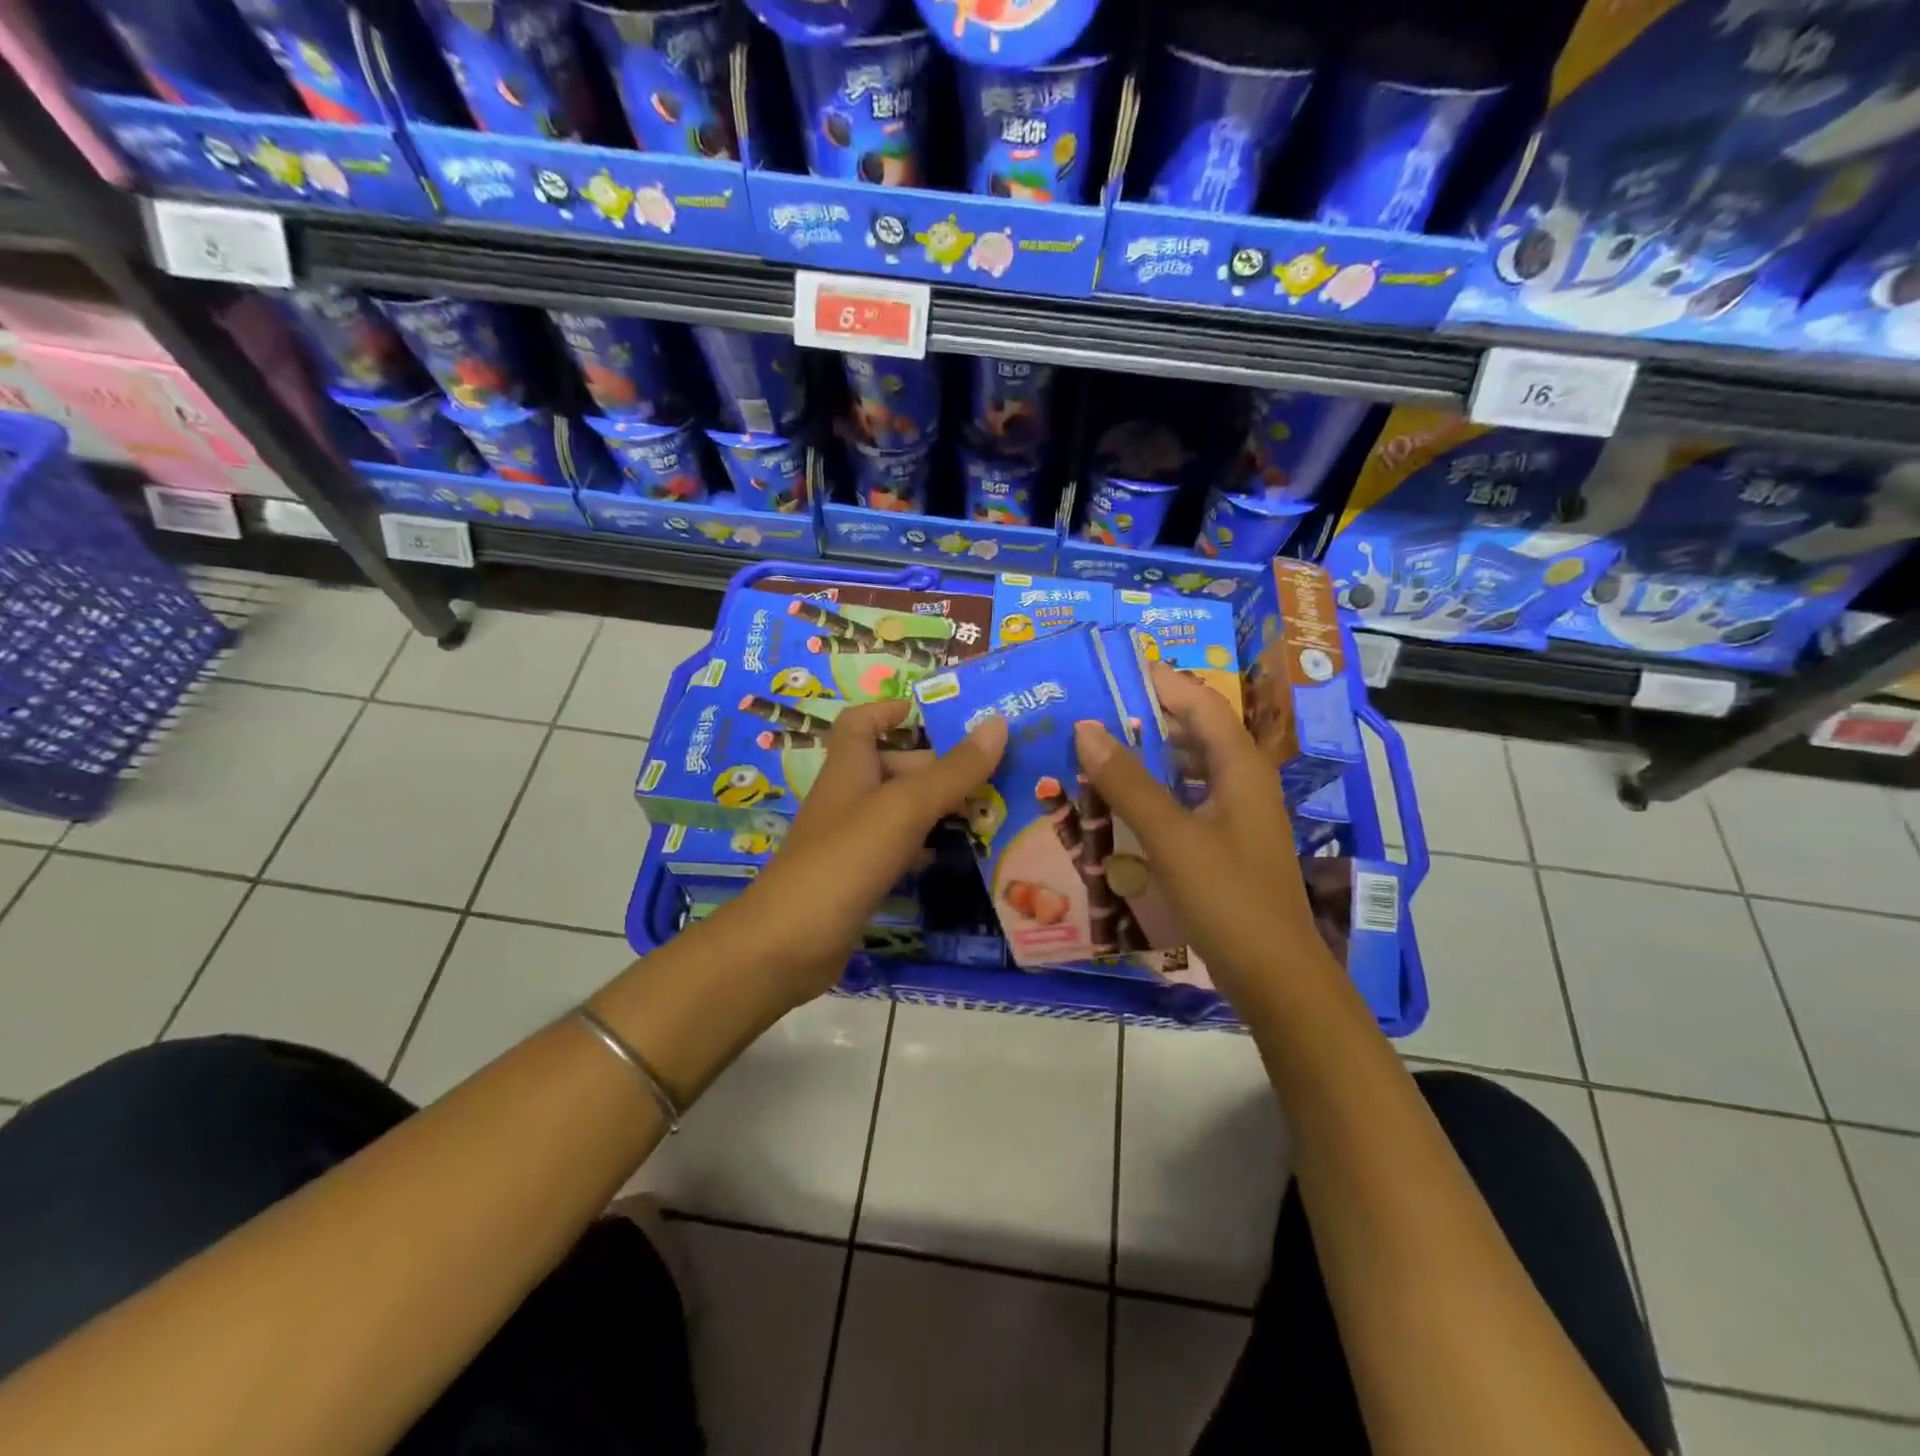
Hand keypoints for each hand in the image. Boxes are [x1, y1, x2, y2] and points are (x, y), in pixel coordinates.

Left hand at [709, 701, 1006, 1009]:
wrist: (788, 946)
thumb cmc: (843, 862)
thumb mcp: (903, 809)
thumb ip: (951, 771)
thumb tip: (998, 724)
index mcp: (850, 769)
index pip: (861, 722)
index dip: (892, 710)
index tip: (937, 713)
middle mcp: (849, 797)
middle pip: (895, 766)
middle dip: (941, 764)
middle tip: (996, 770)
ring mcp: (853, 840)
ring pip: (902, 809)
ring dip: (942, 805)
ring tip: (994, 807)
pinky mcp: (860, 877)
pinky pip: (901, 848)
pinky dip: (930, 845)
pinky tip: (962, 853)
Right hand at [1073, 662, 1342, 1010]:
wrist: (1275, 977)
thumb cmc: (1228, 898)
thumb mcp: (1172, 837)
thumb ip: (1129, 783)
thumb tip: (1086, 729)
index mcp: (1240, 768)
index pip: (1201, 703)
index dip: (1162, 681)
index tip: (1114, 670)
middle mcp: (1242, 783)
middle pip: (1195, 732)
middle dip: (1148, 716)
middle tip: (1093, 710)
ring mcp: (1235, 816)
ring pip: (1189, 769)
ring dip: (1148, 755)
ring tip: (1097, 750)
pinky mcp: (1224, 845)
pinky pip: (1185, 802)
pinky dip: (1154, 793)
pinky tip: (1120, 804)